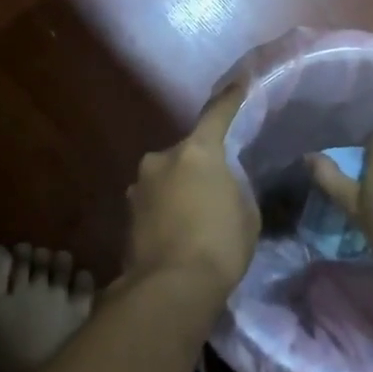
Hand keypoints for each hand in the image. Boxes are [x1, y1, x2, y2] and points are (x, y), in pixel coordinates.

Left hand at [122, 87, 258, 298]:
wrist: (170, 287)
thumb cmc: (220, 244)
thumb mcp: (246, 212)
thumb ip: (234, 186)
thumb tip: (221, 184)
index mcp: (197, 151)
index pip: (217, 114)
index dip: (231, 99)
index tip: (240, 84)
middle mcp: (162, 159)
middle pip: (187, 152)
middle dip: (200, 165)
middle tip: (216, 188)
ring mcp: (139, 186)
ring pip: (167, 177)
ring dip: (179, 188)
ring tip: (195, 217)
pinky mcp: (126, 213)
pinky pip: (154, 201)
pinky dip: (165, 210)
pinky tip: (177, 233)